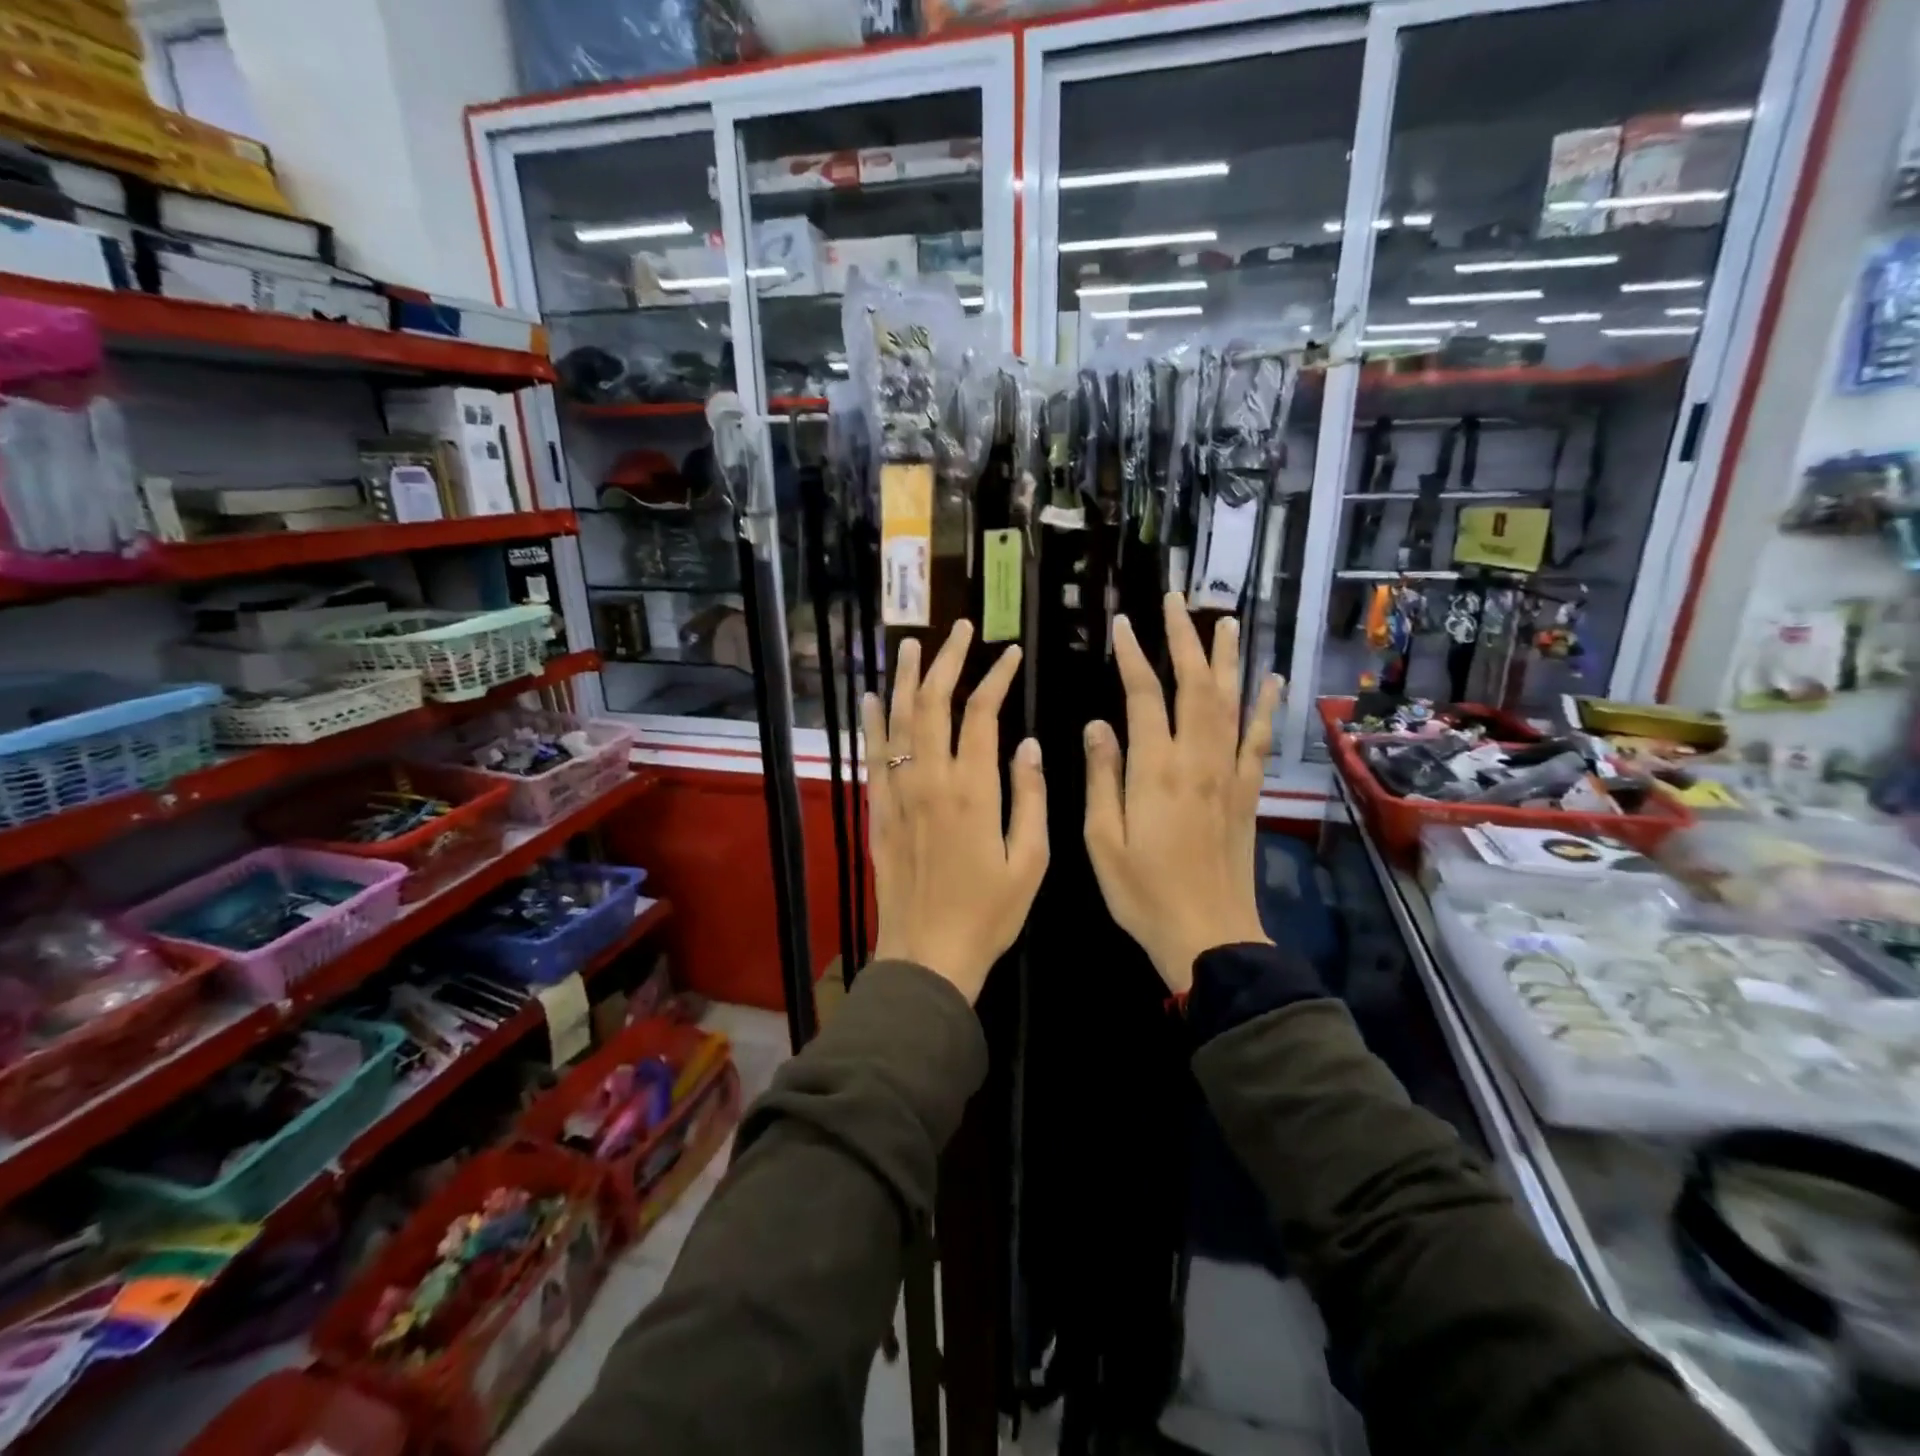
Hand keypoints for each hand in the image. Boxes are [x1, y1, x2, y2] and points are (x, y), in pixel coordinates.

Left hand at [863, 620, 1047, 1003]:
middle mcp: (929, 781)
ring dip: (905, 679)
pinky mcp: (878, 812)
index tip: (1009, 654)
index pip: (981, 715)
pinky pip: (872, 756)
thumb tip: (1028, 744)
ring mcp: (898, 794)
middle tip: (959, 629)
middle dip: (947, 661)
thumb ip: (1030, 797)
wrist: (928, 955)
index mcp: (973, 791)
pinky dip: (873, 723)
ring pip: (898, 722)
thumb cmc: (989, 913)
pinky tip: (873, 697)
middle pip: (934, 704)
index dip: (996, 678)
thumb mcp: (1030, 861)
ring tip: (911, 644)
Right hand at [1083, 594, 1282, 993]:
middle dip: (1184, 639)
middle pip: (1194, 686)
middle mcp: (1196, 760)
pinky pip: (1259, 740)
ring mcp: (1228, 774)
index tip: (1123, 623)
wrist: (1208, 935)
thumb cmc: (1143, 892)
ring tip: (1226, 621)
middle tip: (1178, 601)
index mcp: (1154, 770)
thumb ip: (1102, 777)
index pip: (1143, 696)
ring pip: (1230, 703)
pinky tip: (1272, 681)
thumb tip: (1097, 724)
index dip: (1133, 656)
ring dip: (1227, 659)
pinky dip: (1266, 707)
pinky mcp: (1248, 793)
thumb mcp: (1102, 839)